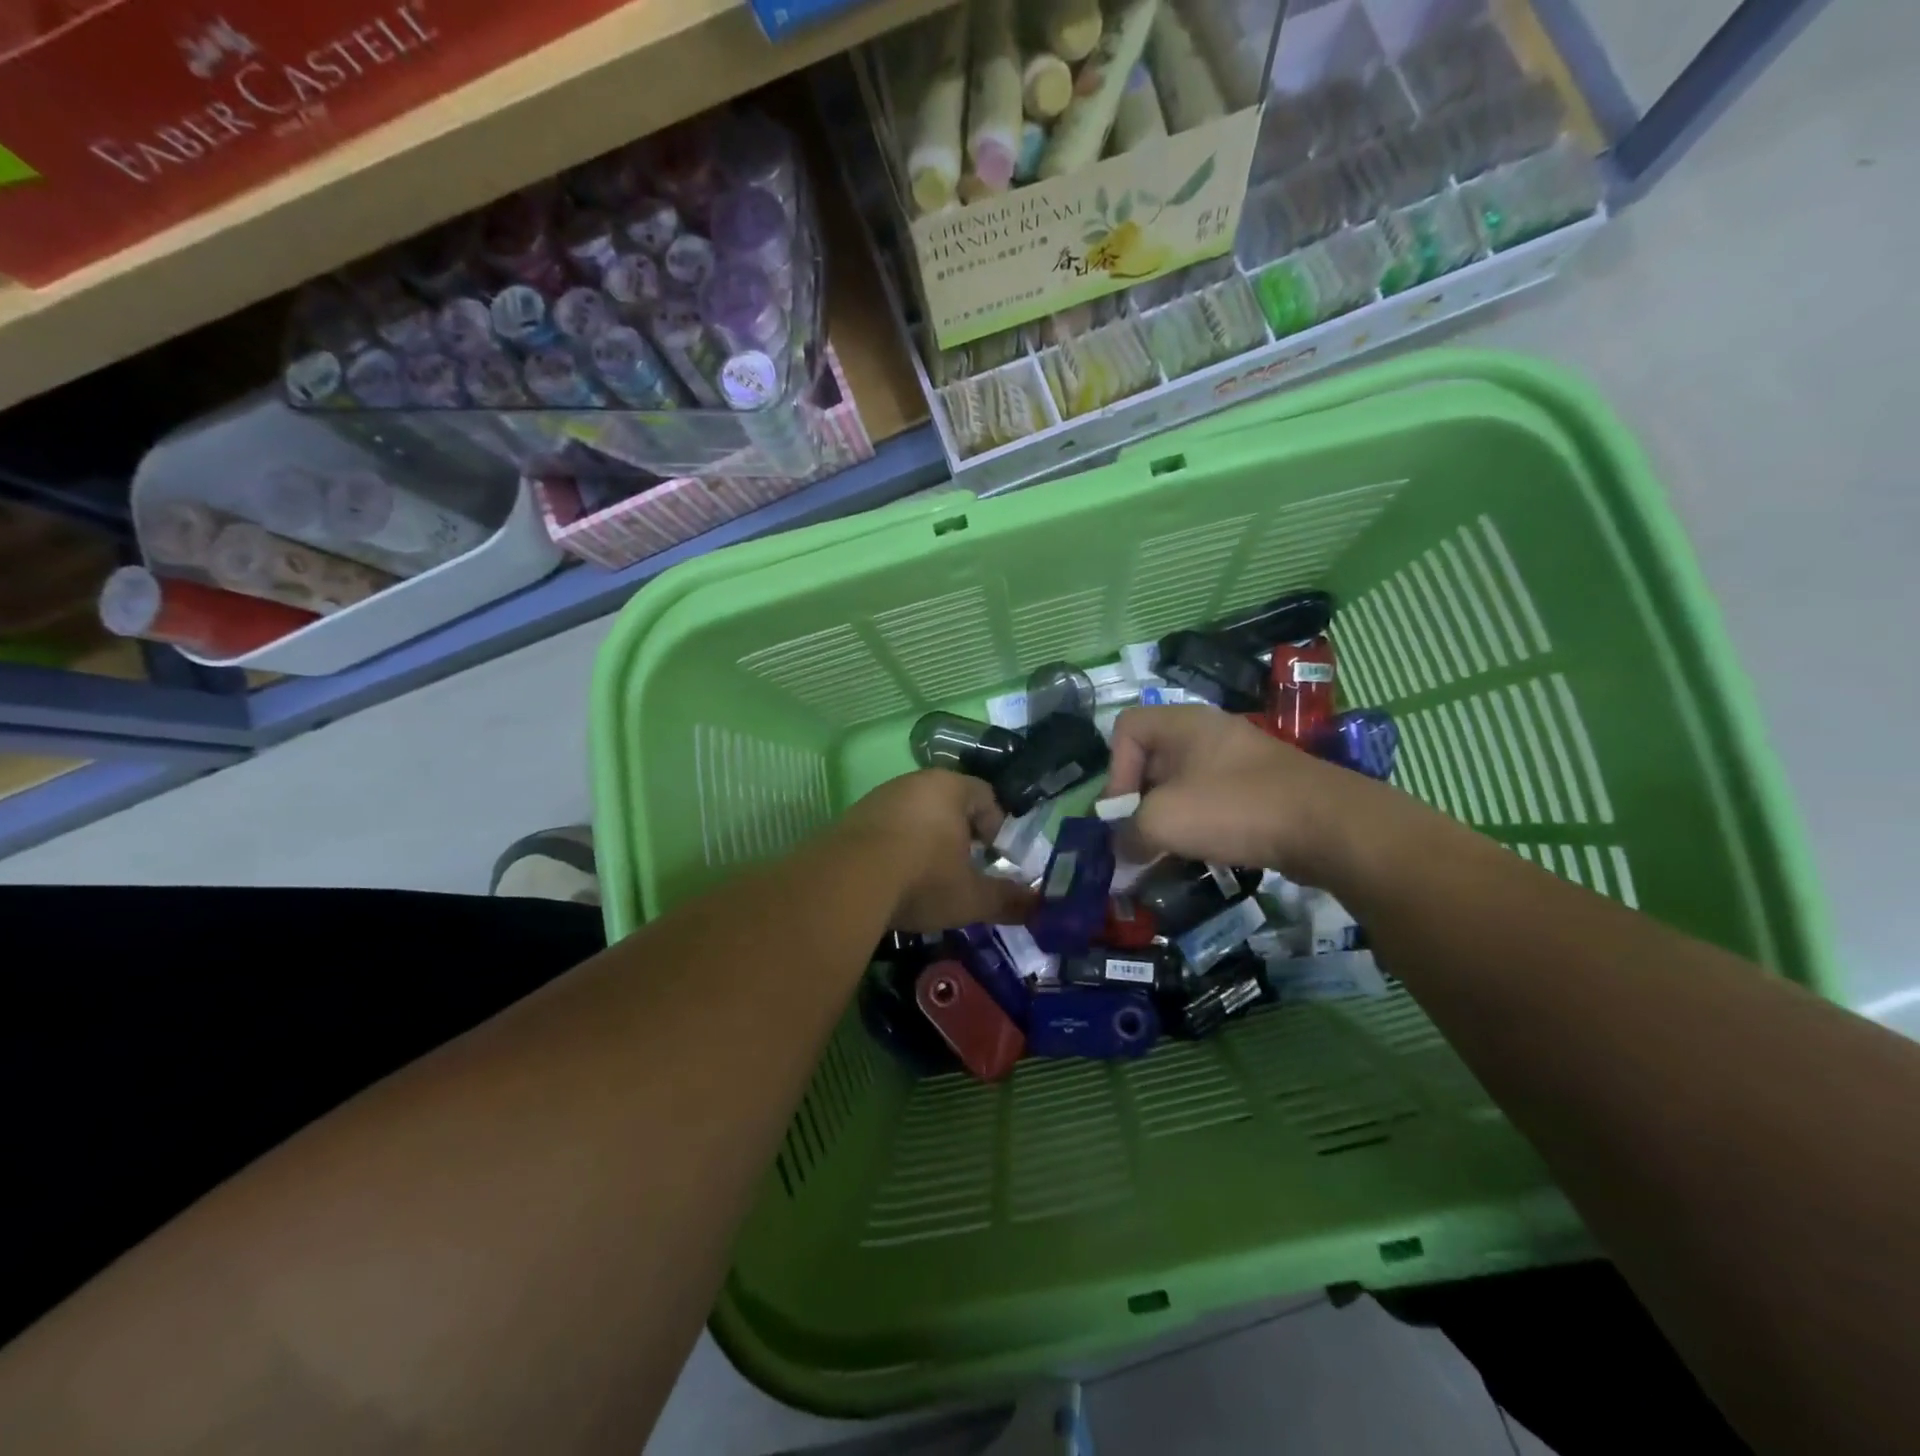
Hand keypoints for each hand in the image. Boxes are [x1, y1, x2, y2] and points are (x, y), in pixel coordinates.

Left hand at [834, 770, 1035, 932]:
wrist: (847, 883)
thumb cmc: (923, 879)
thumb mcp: (972, 897)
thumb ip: (1008, 900)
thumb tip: (1041, 907)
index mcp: (950, 788)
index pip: (986, 796)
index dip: (997, 828)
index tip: (996, 858)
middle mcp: (914, 782)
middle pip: (948, 802)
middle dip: (960, 834)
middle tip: (965, 867)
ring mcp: (879, 797)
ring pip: (915, 814)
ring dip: (926, 840)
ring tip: (928, 877)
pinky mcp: (851, 818)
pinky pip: (885, 828)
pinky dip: (895, 847)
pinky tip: (894, 879)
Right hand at [1105, 706, 1364, 882]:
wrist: (1329, 827)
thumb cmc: (1234, 808)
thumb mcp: (1163, 820)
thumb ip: (1127, 833)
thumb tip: (1121, 851)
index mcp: (1182, 723)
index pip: (1125, 730)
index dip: (1114, 770)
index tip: (1125, 810)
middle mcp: (1208, 732)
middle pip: (1152, 760)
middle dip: (1139, 802)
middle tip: (1139, 839)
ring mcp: (1238, 760)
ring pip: (1182, 785)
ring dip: (1168, 819)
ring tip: (1167, 853)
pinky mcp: (1260, 789)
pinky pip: (1213, 801)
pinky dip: (1200, 826)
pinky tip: (1203, 853)